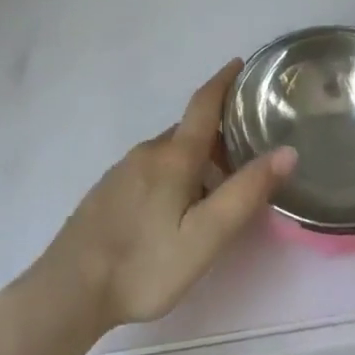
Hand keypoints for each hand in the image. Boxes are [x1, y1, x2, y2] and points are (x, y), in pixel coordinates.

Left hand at [33, 60, 297, 334]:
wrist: (68, 291)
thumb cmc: (144, 264)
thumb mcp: (205, 237)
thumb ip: (245, 194)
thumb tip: (287, 151)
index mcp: (174, 156)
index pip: (203, 104)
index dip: (223, 81)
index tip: (240, 64)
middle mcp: (148, 152)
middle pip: (189, 130)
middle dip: (217, 132)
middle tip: (247, 149)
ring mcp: (123, 170)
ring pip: (169, 152)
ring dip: (195, 157)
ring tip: (217, 185)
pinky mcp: (108, 191)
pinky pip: (151, 168)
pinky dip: (174, 172)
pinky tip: (176, 207)